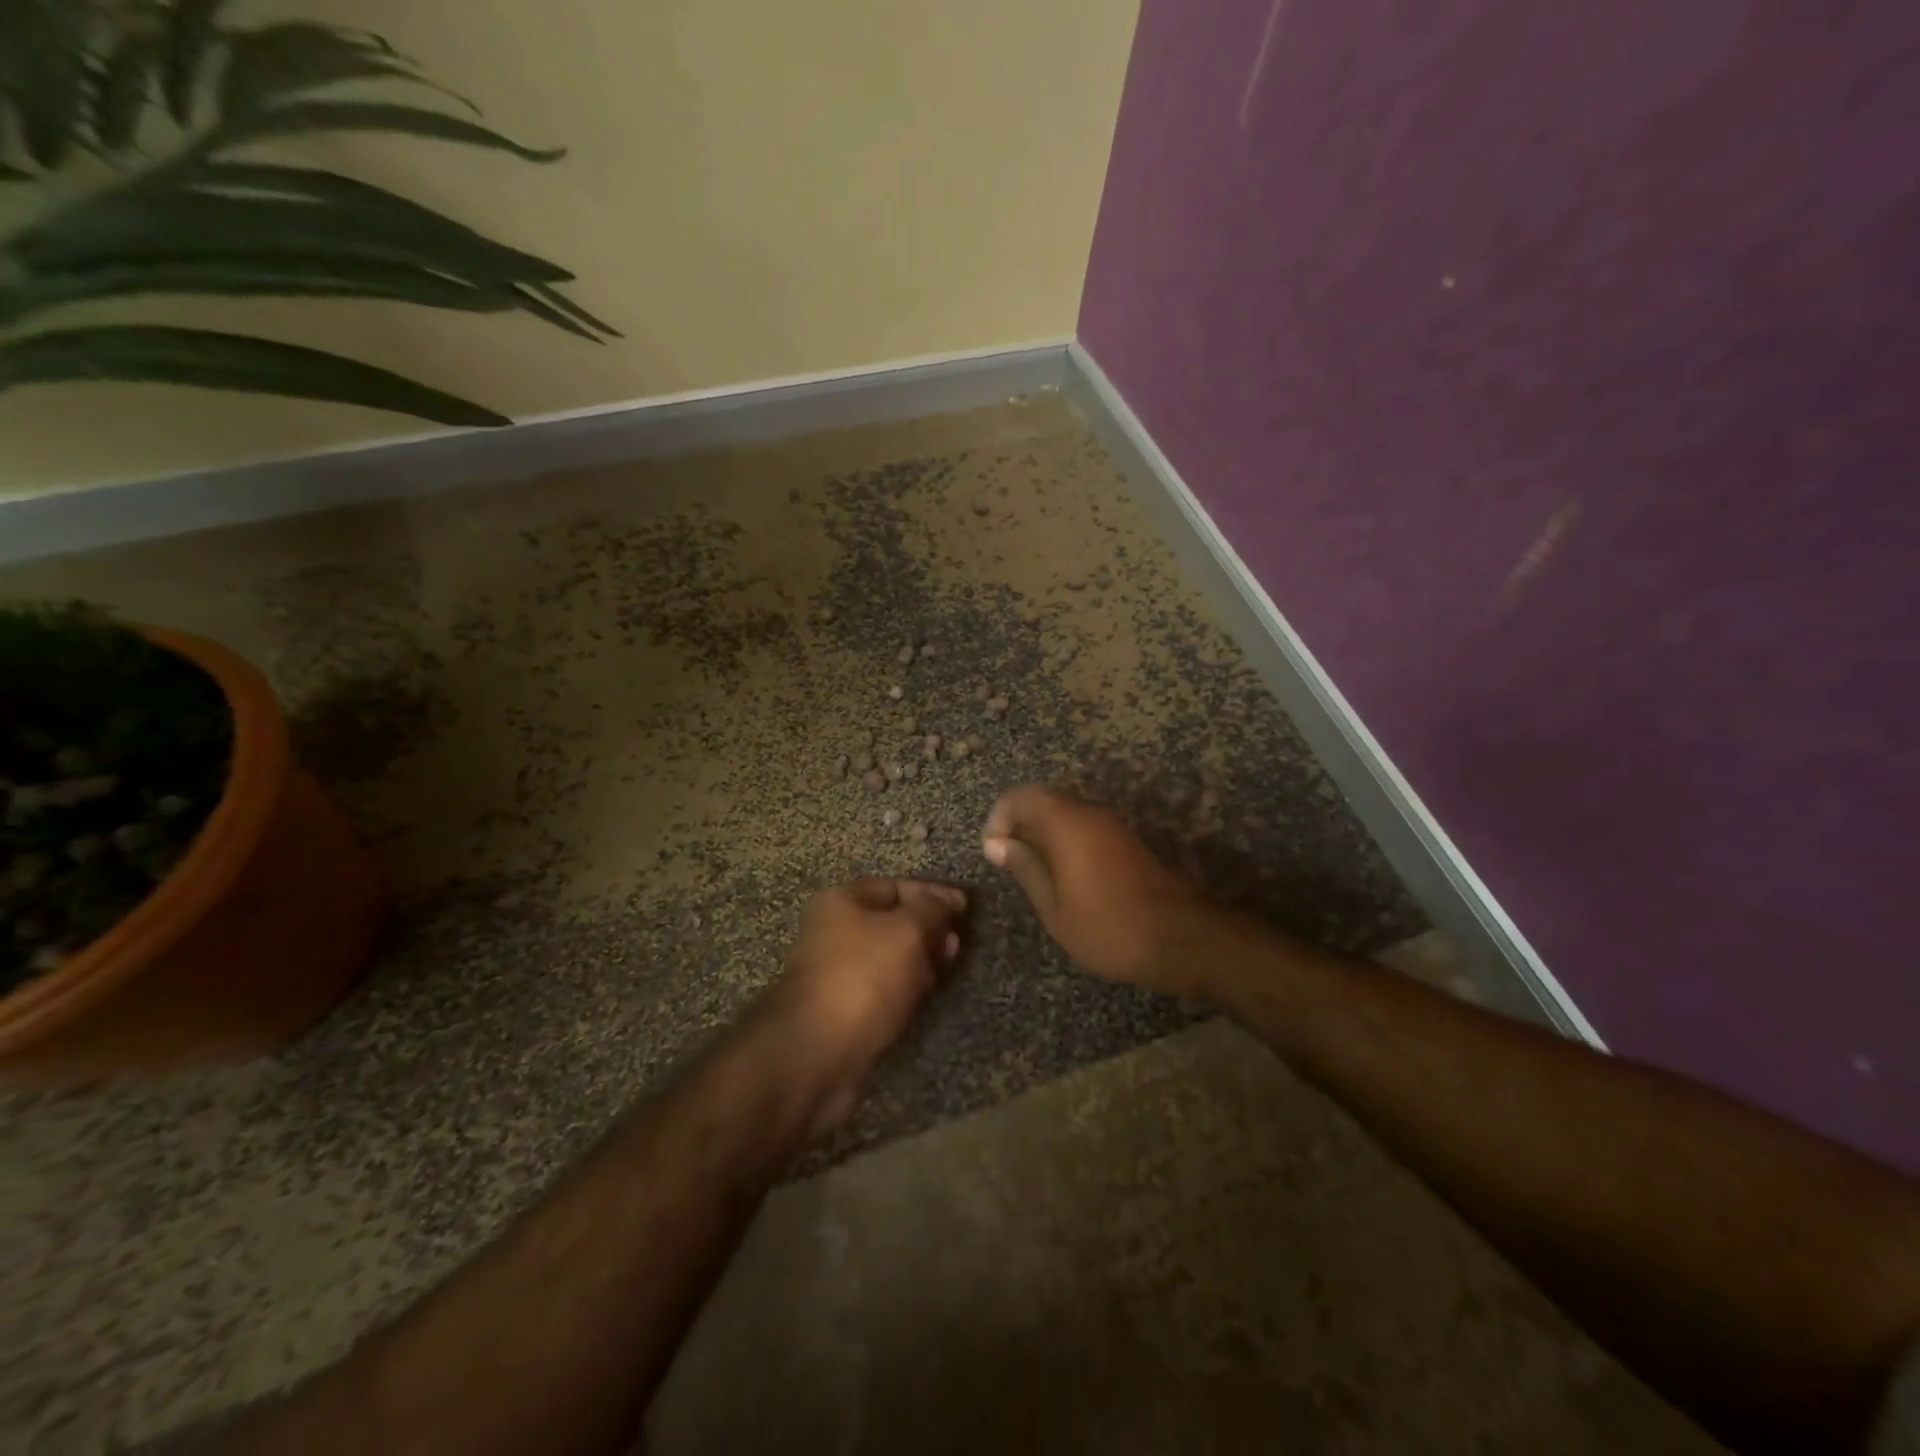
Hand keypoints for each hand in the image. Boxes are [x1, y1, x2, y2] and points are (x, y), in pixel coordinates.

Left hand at [764, 878, 965, 1131]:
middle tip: (956, 945)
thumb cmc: (863, 977)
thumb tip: (946, 901)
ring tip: (946, 970)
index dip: (932, 894)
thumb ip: (931, 909)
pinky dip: (905, 987)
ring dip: (920, 960)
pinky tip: (923, 995)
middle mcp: (835, 932)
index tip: (965, 909)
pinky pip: (882, 987)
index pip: (896, 887)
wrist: (815, 1053)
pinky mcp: (844, 1008)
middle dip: (928, 930)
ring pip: (889, 957)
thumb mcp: (906, 931)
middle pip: (892, 922)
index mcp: (842, 902)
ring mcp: (838, 972)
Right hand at [981, 786, 1208, 993]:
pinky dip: (1065, 843)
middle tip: (1009, 863)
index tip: (993, 851)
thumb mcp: (1054, 907)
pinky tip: (1064, 878)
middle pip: (1044, 801)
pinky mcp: (1126, 841)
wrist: (1180, 939)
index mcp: (1067, 823)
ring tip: (1033, 874)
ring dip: (1043, 835)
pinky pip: (1084, 828)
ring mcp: (1112, 825)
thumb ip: (1025, 868)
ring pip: (1065, 815)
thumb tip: (996, 844)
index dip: (999, 817)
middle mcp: (1090, 813)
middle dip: (1020, 826)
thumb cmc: (1108, 927)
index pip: (1021, 797)